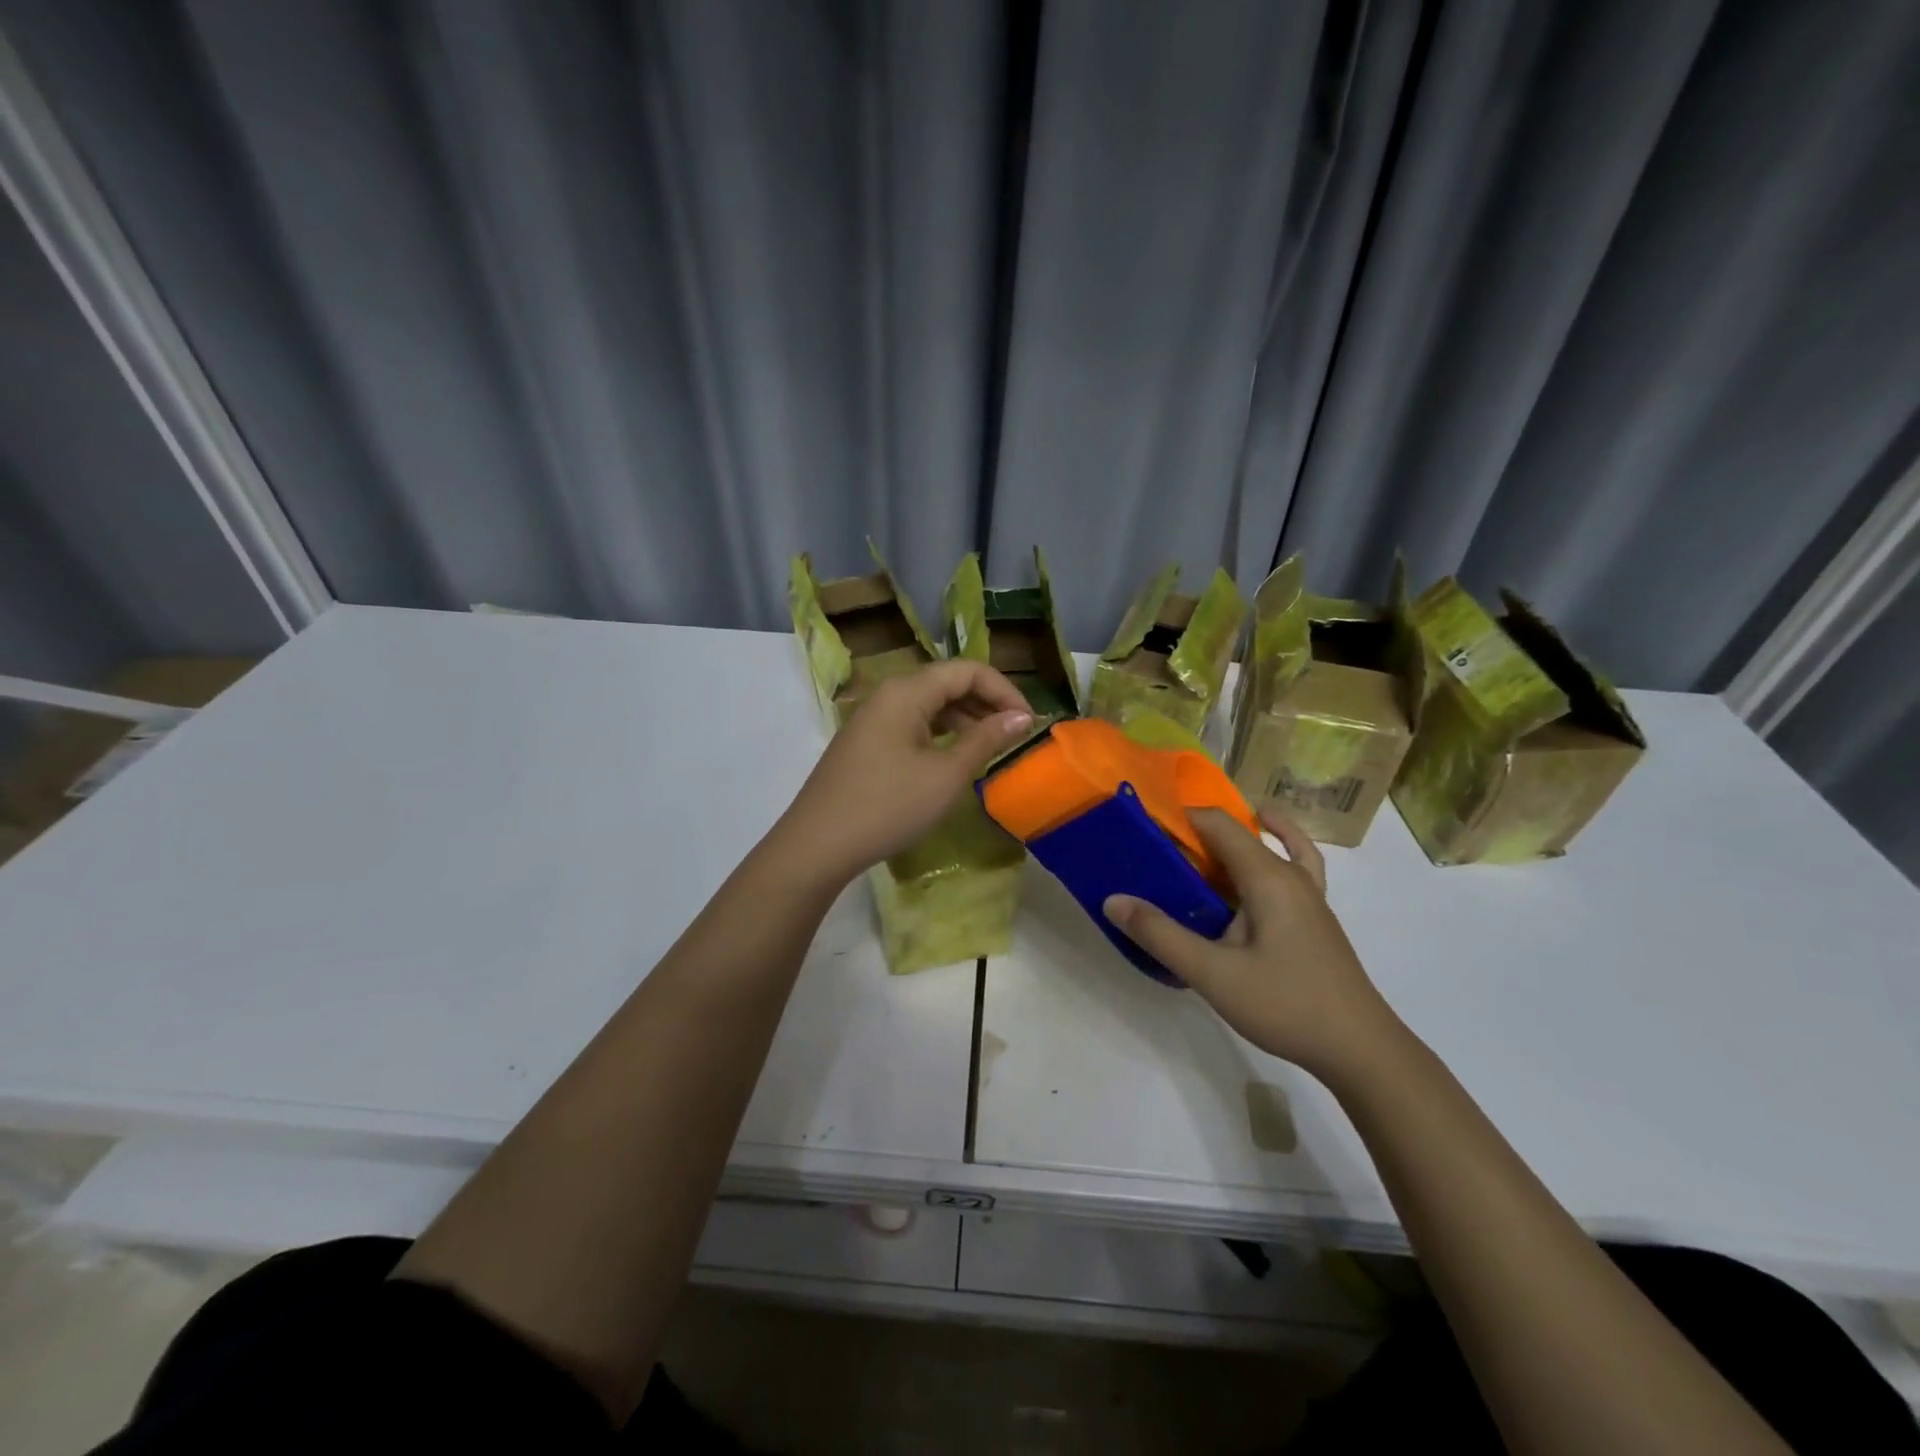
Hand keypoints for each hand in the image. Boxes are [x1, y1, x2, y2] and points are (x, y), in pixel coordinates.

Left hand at [776, 661, 1033, 885]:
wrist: (818, 845)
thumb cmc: (888, 806)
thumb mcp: (945, 775)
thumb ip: (985, 740)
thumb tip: (1021, 717)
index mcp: (906, 691)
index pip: (967, 670)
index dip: (1004, 690)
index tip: (1030, 723)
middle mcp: (888, 694)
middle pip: (947, 682)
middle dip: (987, 703)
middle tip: (1016, 735)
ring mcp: (873, 719)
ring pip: (930, 705)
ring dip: (965, 720)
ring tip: (991, 749)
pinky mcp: (866, 743)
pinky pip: (912, 725)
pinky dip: (941, 735)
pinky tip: (955, 759)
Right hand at [1103, 806, 1401, 1083]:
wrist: (1360, 1049)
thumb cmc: (1286, 1004)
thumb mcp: (1212, 973)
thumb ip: (1161, 935)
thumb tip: (1113, 901)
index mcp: (1268, 877)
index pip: (1218, 823)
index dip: (1180, 817)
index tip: (1143, 829)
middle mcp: (1290, 875)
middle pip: (1239, 833)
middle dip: (1196, 833)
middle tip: (1154, 850)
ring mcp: (1308, 896)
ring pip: (1266, 849)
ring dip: (1231, 843)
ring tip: (1195, 850)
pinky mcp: (1313, 917)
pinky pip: (1294, 868)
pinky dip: (1275, 854)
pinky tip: (1257, 867)